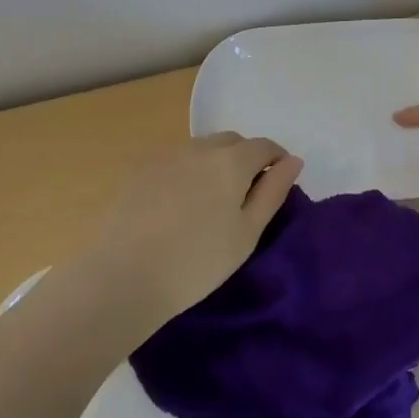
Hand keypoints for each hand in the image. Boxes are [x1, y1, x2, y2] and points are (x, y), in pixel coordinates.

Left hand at [82, 133, 302, 335]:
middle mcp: (200, 147)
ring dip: (214, 164)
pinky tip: (178, 205)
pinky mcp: (140, 170)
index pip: (264, 146)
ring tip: (209, 202)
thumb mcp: (247, 233)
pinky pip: (175, 161)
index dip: (276, 160)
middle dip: (245, 159)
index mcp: (231, 160)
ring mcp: (166, 155)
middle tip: (243, 197)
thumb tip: (293, 161)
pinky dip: (186, 173)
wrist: (124, 275)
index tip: (277, 184)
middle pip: (231, 142)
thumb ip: (272, 192)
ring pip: (201, 149)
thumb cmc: (197, 261)